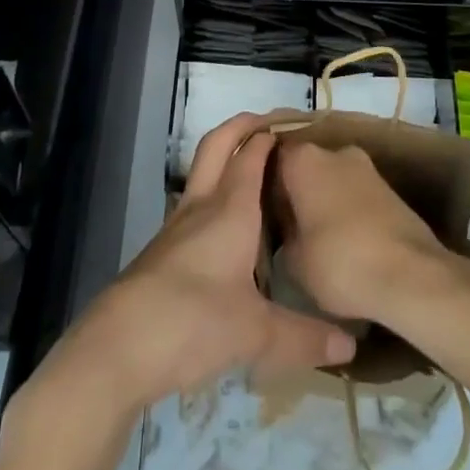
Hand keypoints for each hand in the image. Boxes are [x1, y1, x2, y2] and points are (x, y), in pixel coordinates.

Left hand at [38, 114, 357, 413]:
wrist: (119, 345)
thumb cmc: (193, 321)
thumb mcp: (256, 333)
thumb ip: (303, 336)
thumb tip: (350, 345)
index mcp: (231, 208)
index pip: (252, 152)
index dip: (272, 134)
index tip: (298, 127)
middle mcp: (203, 205)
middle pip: (218, 144)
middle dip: (242, 125)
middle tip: (269, 124)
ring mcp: (178, 225)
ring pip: (203, 170)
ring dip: (225, 156)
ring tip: (254, 169)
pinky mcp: (163, 249)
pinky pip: (194, 202)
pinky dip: (214, 192)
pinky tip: (227, 224)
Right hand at [273, 139, 465, 325]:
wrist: (410, 274)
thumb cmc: (340, 262)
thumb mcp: (293, 262)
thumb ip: (282, 236)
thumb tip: (286, 230)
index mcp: (304, 159)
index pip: (271, 157)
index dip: (262, 184)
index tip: (257, 211)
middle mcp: (333, 150)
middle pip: (303, 166)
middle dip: (294, 192)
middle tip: (284, 227)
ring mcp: (365, 166)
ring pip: (331, 178)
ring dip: (322, 200)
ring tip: (314, 238)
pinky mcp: (388, 186)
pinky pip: (354, 192)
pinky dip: (346, 210)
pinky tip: (343, 242)